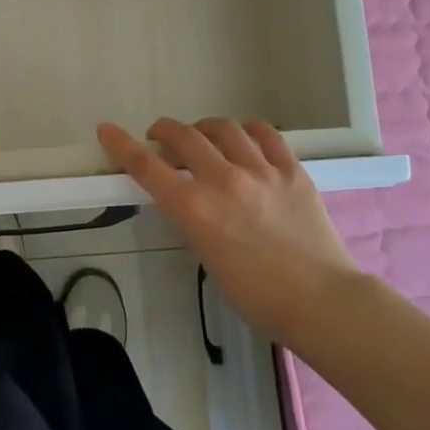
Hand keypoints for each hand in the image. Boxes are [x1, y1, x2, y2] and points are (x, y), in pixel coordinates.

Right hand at [97, 117, 358, 347]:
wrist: (322, 302)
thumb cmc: (258, 296)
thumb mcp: (208, 256)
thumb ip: (195, 219)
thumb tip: (190, 197)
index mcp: (196, 209)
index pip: (148, 167)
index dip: (122, 145)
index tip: (107, 130)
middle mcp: (224, 180)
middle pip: (183, 136)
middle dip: (164, 131)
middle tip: (160, 137)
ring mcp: (261, 171)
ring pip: (223, 127)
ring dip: (204, 127)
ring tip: (203, 136)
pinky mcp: (292, 170)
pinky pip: (265, 134)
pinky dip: (246, 129)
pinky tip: (243, 136)